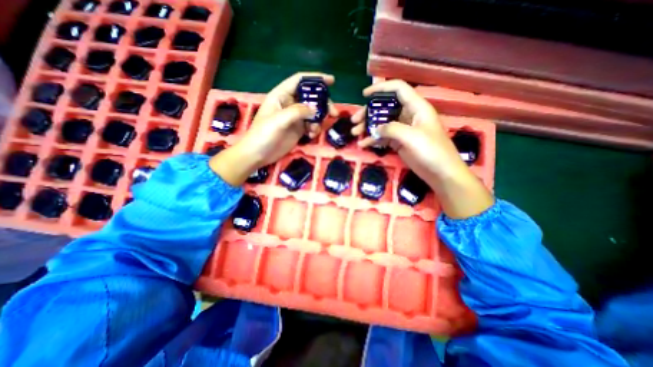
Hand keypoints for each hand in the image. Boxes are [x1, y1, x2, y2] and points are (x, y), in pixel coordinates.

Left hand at [210, 72, 336, 185]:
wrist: (258, 155)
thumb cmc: (263, 134)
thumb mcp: (279, 120)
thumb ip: (298, 112)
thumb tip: (316, 109)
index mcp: (281, 95)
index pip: (299, 81)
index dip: (315, 79)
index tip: (331, 81)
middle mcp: (289, 104)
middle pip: (310, 97)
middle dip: (323, 104)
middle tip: (333, 112)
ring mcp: (295, 117)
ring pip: (313, 113)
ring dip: (319, 120)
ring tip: (316, 130)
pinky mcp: (298, 129)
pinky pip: (311, 125)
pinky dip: (314, 129)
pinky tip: (311, 136)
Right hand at [349, 79, 491, 217]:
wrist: (440, 173)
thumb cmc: (431, 151)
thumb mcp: (411, 137)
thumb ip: (391, 129)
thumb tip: (375, 129)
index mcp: (416, 107)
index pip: (398, 89)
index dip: (381, 88)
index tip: (364, 95)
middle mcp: (408, 116)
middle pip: (386, 107)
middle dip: (369, 112)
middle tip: (355, 120)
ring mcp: (403, 130)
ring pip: (382, 123)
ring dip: (368, 127)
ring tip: (355, 133)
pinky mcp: (399, 142)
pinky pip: (383, 137)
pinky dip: (373, 140)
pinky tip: (363, 145)